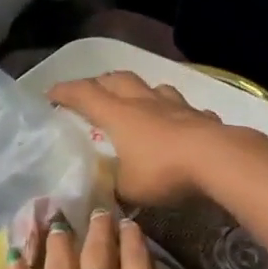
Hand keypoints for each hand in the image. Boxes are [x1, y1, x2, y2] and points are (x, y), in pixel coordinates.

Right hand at [48, 72, 247, 205]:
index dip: (64, 91)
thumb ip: (114, 185)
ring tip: (135, 102)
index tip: (49, 94)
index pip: (84, 94)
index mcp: (118, 115)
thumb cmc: (164, 171)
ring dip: (138, 91)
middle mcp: (144, 102)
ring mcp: (175, 105)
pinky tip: (178, 123)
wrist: (218, 159)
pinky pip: (183, 107)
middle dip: (99, 83)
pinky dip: (174, 112)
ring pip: (151, 87)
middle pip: (117, 80)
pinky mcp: (200, 115)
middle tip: (90, 95)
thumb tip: (108, 188)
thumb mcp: (128, 188)